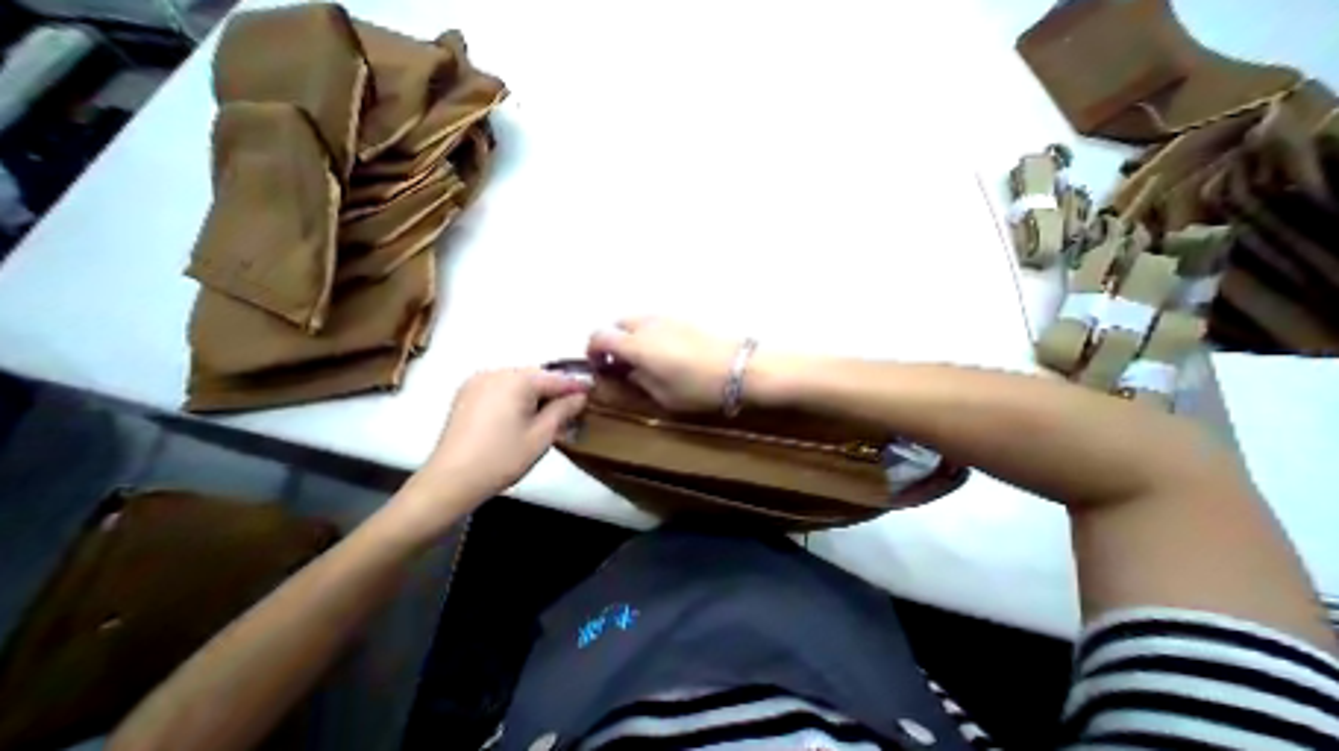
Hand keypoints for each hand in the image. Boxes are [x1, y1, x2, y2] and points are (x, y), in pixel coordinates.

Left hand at [401, 368, 590, 515]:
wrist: (449, 482)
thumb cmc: (502, 459)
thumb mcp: (542, 435)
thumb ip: (564, 410)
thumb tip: (580, 396)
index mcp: (516, 380)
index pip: (556, 378)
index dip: (576, 387)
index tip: (593, 394)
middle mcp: (496, 372)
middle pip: (537, 377)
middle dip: (555, 391)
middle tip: (570, 410)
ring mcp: (478, 382)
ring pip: (519, 382)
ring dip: (536, 394)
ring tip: (548, 415)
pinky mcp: (467, 394)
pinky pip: (502, 388)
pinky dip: (517, 397)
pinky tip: (522, 416)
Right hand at [589, 317, 737, 410]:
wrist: (741, 368)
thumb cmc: (699, 388)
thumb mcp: (664, 396)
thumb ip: (639, 381)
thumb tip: (629, 372)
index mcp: (636, 345)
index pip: (600, 336)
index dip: (592, 350)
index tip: (598, 365)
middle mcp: (647, 325)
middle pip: (616, 323)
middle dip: (612, 341)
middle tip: (621, 363)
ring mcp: (667, 317)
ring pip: (636, 320)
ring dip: (631, 335)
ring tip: (644, 357)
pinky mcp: (684, 316)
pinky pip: (656, 320)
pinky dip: (649, 331)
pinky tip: (665, 350)